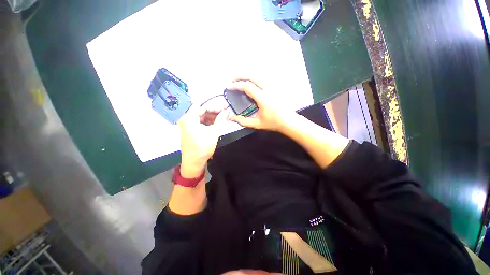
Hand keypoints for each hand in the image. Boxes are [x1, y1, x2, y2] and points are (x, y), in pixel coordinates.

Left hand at [178, 104, 228, 177]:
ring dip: (212, 117)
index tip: (225, 108)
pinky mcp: (189, 130)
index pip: (203, 106)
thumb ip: (221, 119)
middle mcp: (186, 119)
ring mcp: (186, 125)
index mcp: (189, 118)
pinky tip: (216, 124)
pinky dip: (207, 122)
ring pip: (201, 117)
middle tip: (225, 113)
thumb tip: (227, 111)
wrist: (194, 162)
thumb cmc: (203, 147)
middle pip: (201, 111)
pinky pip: (199, 123)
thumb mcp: (214, 132)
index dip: (215, 107)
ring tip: (222, 119)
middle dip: (214, 112)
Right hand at [228, 78, 296, 131]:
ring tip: (239, 80)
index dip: (236, 85)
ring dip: (247, 76)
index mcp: (263, 98)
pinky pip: (263, 78)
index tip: (229, 87)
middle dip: (240, 76)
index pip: (247, 86)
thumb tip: (231, 118)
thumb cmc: (273, 122)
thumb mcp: (257, 124)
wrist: (288, 120)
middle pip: (252, 76)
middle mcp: (268, 89)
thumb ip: (243, 121)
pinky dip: (254, 78)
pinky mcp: (275, 87)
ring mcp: (273, 86)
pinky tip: (251, 83)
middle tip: (232, 80)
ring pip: (258, 75)